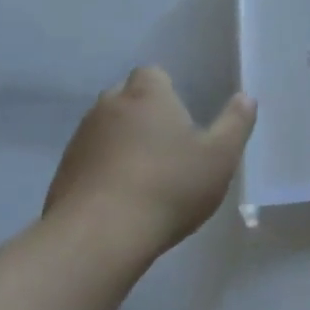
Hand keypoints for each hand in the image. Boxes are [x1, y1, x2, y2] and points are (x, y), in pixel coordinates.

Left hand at [43, 67, 256, 260]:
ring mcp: (80, 139)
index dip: (167, 91)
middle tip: (168, 143)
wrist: (100, 235)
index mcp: (148, 95)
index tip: (182, 115)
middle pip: (127, 98)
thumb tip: (246, 97)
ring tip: (146, 174)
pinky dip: (104, 168)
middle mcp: (109, 107)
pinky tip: (122, 197)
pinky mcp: (63, 171)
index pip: (153, 74)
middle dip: (144, 113)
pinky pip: (90, 159)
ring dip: (122, 141)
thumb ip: (236, 123)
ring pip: (106, 128)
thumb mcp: (220, 156)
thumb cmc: (170, 186)